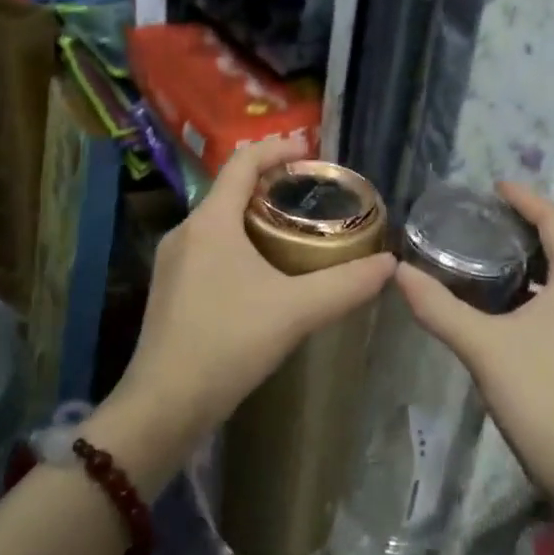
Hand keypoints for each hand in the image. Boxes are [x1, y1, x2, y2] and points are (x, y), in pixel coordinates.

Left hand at [107, 135, 396, 457]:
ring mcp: (172, 261)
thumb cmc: (228, 343)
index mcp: (211, 221)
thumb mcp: (296, 311)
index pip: (242, 161)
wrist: (164, 406)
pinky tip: (264, 273)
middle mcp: (186, 231)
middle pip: (231, 190)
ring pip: (219, 221)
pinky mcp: (170, 289)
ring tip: (294, 231)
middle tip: (312, 195)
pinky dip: (240, 243)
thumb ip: (346, 285)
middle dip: (271, 185)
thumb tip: (389, 264)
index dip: (276, 148)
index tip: (310, 151)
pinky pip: (210, 248)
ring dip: (255, 216)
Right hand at [395, 183, 553, 503]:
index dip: (524, 198)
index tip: (492, 186)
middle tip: (476, 220)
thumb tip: (397, 271)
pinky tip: (497, 303)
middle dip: (520, 228)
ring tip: (480, 254)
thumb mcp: (483, 347)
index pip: (553, 220)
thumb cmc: (541, 396)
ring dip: (524, 261)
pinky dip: (530, 289)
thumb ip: (439, 307)